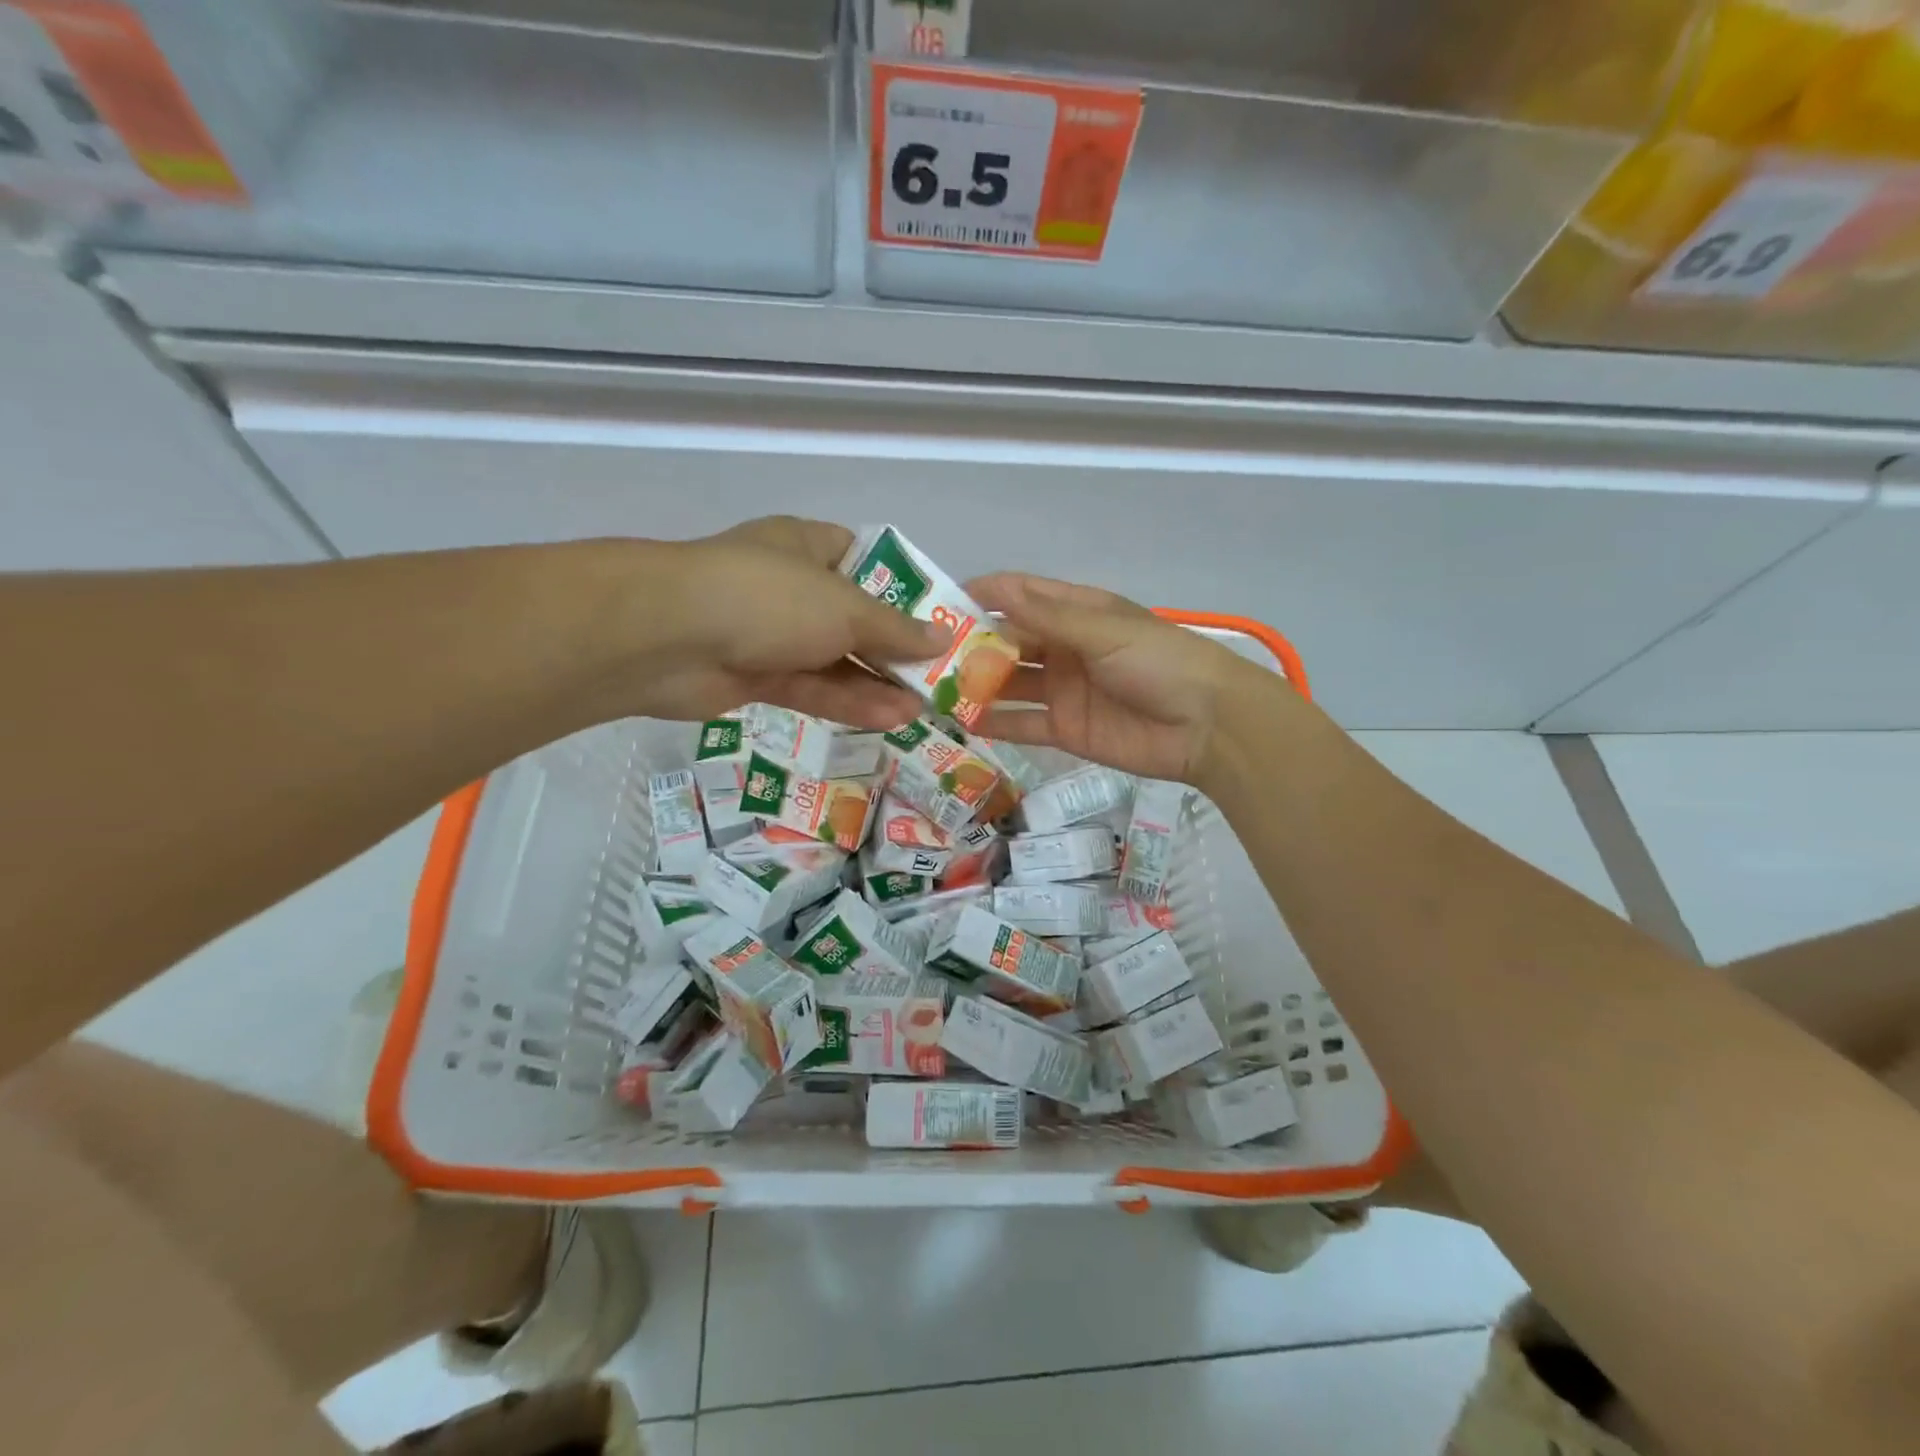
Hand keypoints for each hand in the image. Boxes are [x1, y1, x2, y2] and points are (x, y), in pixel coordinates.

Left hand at [628, 517, 945, 728]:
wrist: (668, 638)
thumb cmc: (769, 598)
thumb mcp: (844, 608)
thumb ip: (895, 629)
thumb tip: (942, 638)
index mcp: (807, 546)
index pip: (862, 559)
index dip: (900, 588)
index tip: (934, 617)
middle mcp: (790, 587)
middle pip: (852, 617)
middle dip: (893, 648)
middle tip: (936, 676)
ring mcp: (770, 633)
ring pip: (833, 659)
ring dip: (876, 683)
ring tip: (923, 708)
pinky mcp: (755, 675)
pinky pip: (811, 687)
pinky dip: (847, 702)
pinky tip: (889, 719)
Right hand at [964, 573, 1267, 784]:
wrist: (1207, 726)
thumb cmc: (1159, 663)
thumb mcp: (1104, 631)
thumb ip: (1048, 617)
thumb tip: (994, 589)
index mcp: (1076, 612)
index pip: (1020, 596)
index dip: (981, 596)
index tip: (938, 603)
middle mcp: (1064, 648)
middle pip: (1008, 641)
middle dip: (971, 645)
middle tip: (924, 655)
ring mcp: (1063, 690)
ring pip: (1010, 683)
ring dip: (977, 684)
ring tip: (934, 689)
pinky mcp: (1066, 729)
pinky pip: (1022, 723)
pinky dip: (995, 723)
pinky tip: (962, 721)